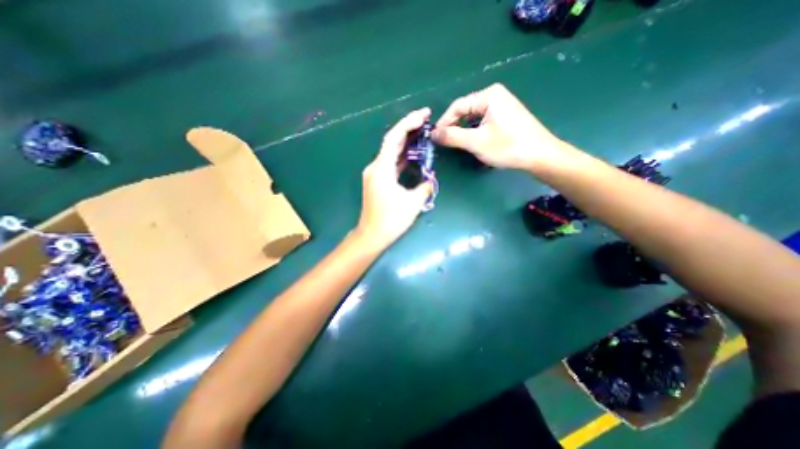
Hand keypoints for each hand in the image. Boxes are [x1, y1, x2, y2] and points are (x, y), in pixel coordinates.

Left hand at [354, 107, 435, 250]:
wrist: (372, 235)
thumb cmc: (391, 220)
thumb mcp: (413, 203)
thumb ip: (424, 187)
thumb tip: (429, 180)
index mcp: (382, 169)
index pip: (394, 138)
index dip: (408, 123)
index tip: (424, 114)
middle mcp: (375, 167)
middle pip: (391, 141)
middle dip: (408, 129)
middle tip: (426, 120)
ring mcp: (374, 174)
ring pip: (390, 152)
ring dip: (405, 143)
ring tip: (422, 134)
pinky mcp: (377, 181)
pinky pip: (390, 163)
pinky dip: (401, 157)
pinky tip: (412, 154)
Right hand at [432, 83, 568, 172]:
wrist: (540, 156)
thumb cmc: (508, 147)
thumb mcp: (476, 142)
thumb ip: (452, 137)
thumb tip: (432, 134)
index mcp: (488, 95)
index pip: (457, 106)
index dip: (443, 122)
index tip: (434, 138)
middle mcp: (494, 95)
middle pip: (465, 110)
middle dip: (453, 127)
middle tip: (444, 143)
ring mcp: (501, 105)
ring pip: (472, 117)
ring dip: (462, 130)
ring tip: (455, 144)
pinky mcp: (504, 116)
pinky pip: (481, 121)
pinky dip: (473, 131)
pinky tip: (470, 141)